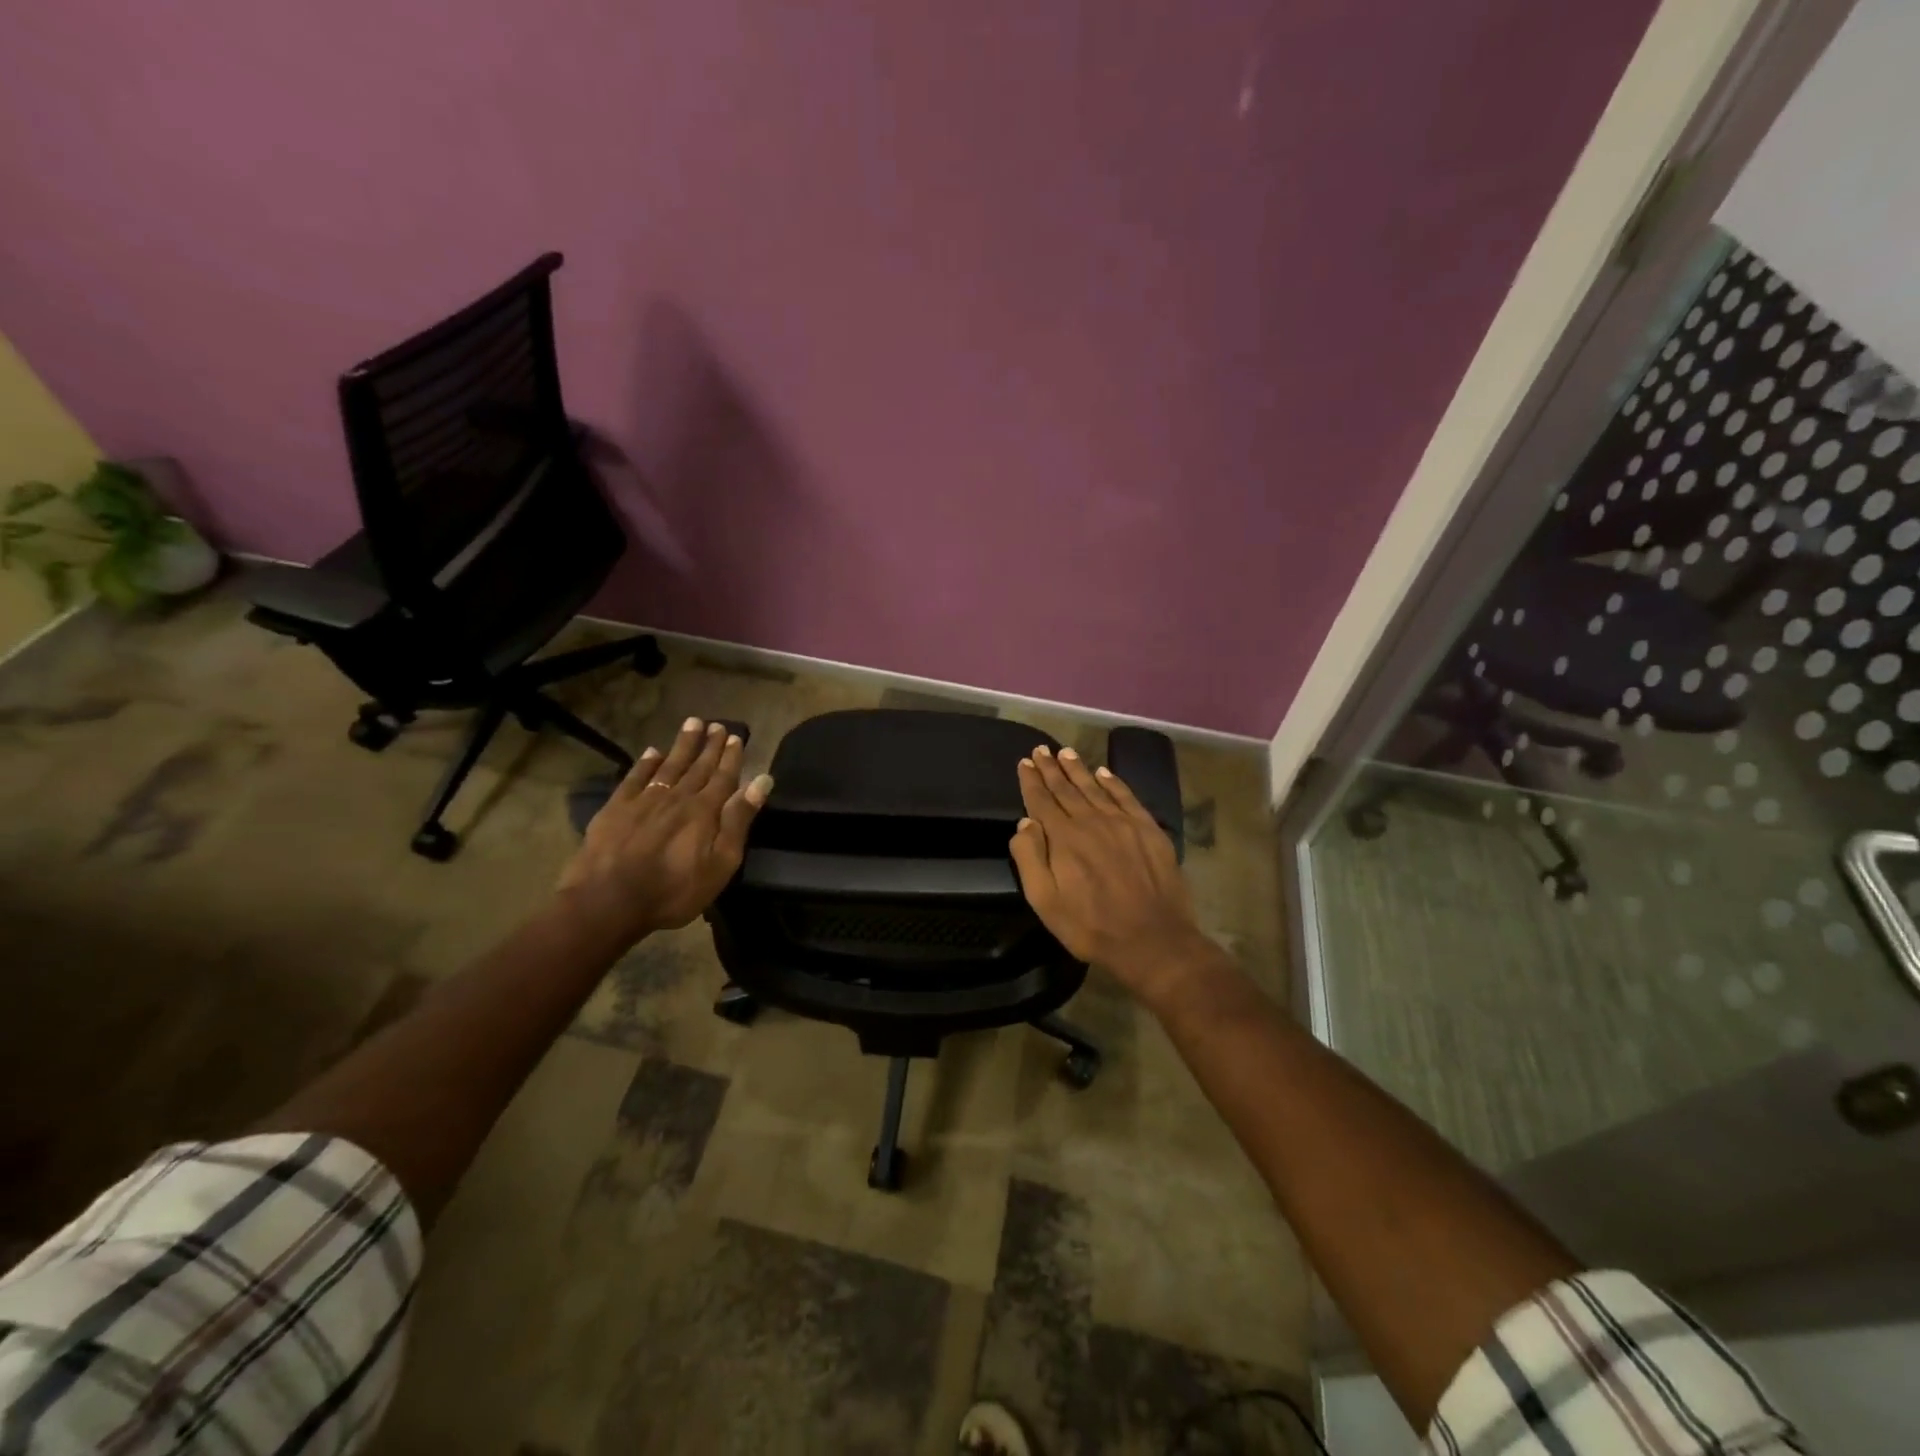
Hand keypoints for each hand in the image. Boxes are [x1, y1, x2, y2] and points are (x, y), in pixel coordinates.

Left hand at [557, 717, 772, 945]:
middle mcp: (677, 797)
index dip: (731, 757)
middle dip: (710, 745)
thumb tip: (761, 781)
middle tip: (718, 725)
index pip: (724, 777)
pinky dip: (646, 763)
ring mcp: (644, 800)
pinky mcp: (616, 808)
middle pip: (698, 766)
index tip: (737, 737)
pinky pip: (635, 778)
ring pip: (669, 765)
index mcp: (705, 811)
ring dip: (682, 745)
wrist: (608, 900)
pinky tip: (652, 752)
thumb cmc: (674, 889)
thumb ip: (739, 820)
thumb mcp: (721, 862)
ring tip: (693, 723)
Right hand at [1009, 745, 1212, 1005]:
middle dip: (1051, 768)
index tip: (1024, 763)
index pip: (1042, 801)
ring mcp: (1123, 822)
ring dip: (1078, 769)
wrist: (1153, 939)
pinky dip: (1113, 782)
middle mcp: (1092, 821)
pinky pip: (1126, 796)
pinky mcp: (1148, 829)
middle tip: (1041, 750)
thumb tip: (1025, 823)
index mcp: (1064, 838)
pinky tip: (1104, 772)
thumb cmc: (1091, 926)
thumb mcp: (1045, 902)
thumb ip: (1030, 859)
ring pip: (1095, 787)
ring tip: (1065, 752)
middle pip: (1067, 788)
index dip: (1031, 781)